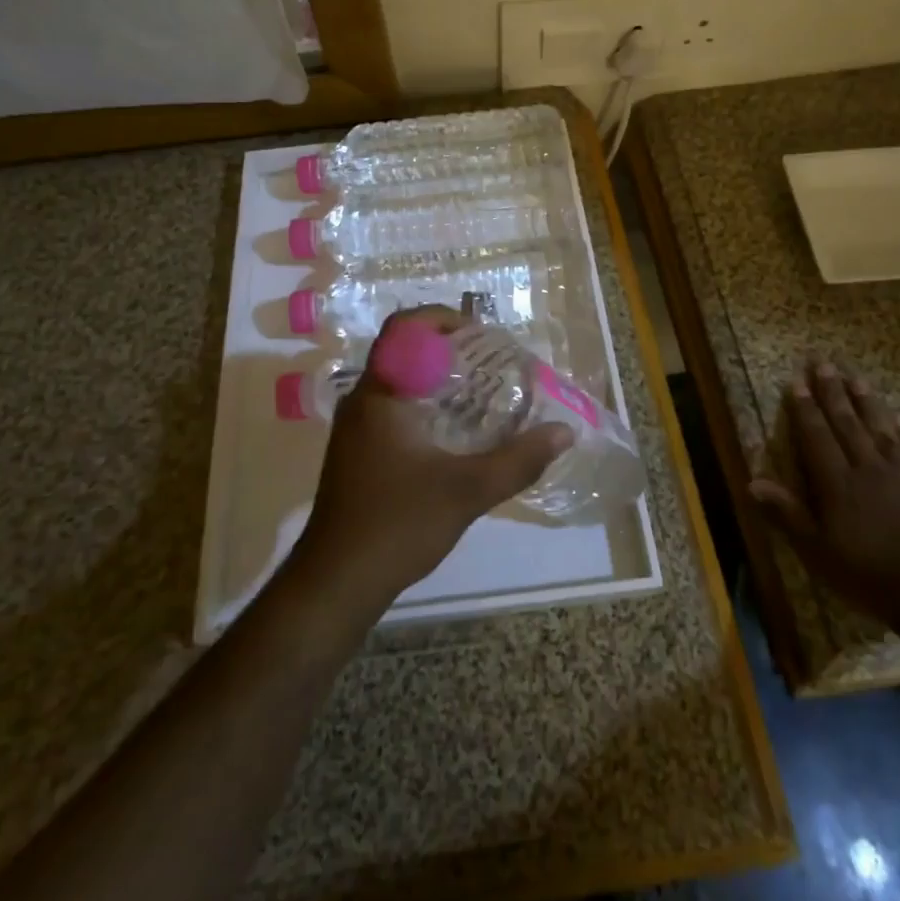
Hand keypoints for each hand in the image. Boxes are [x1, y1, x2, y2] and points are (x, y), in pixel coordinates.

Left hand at [289, 308, 572, 622]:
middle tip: (490, 361)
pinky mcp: (358, 452)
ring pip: (398, 381)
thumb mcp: (466, 491)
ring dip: (436, 378)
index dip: (442, 318)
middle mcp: (362, 400)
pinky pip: (393, 407)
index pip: (404, 328)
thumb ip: (517, 460)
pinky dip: (424, 404)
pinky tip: (454, 432)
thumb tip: (563, 432)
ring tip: (480, 391)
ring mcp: (356, 428)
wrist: (336, 582)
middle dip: (447, 349)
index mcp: (380, 394)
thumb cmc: (397, 524)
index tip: (481, 333)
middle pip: (404, 351)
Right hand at [750, 355, 899, 634]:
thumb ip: (787, 514)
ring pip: (880, 428)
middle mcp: (867, 468)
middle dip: (832, 392)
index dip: (805, 408)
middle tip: (823, 364)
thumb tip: (752, 481)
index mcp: (837, 483)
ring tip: (856, 379)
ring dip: (866, 402)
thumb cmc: (869, 576)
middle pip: (847, 423)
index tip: (796, 381)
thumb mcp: (817, 552)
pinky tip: (896, 419)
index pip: (816, 436)